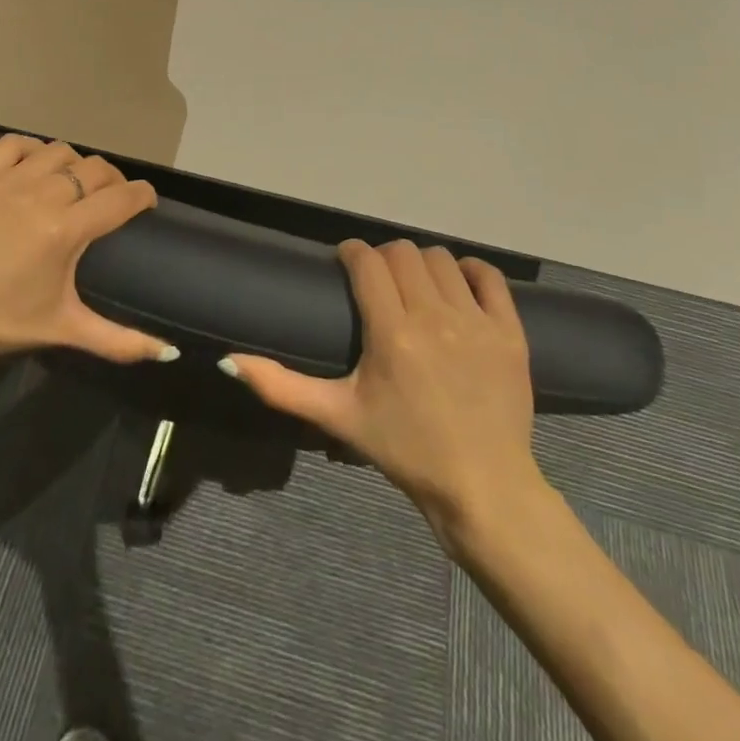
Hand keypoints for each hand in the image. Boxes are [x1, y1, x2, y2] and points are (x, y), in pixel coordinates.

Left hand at [0, 134, 168, 374]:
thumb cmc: (0, 324)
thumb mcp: (64, 329)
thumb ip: (120, 340)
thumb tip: (170, 352)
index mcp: (66, 230)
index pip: (122, 197)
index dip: (142, 195)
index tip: (146, 203)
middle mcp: (41, 195)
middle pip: (94, 168)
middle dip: (113, 180)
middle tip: (110, 199)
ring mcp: (5, 181)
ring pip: (58, 150)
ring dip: (73, 164)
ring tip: (71, 184)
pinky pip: (13, 144)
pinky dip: (31, 150)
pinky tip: (33, 167)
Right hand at [224, 239, 544, 548]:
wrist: (482, 488)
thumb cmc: (404, 449)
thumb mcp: (338, 418)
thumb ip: (281, 387)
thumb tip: (229, 361)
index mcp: (391, 333)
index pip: (367, 261)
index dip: (352, 253)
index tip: (345, 263)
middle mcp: (434, 316)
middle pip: (402, 253)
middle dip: (384, 258)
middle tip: (378, 282)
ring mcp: (477, 322)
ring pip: (442, 259)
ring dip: (422, 264)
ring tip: (415, 287)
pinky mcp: (510, 333)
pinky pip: (489, 277)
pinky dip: (471, 272)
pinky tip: (457, 288)